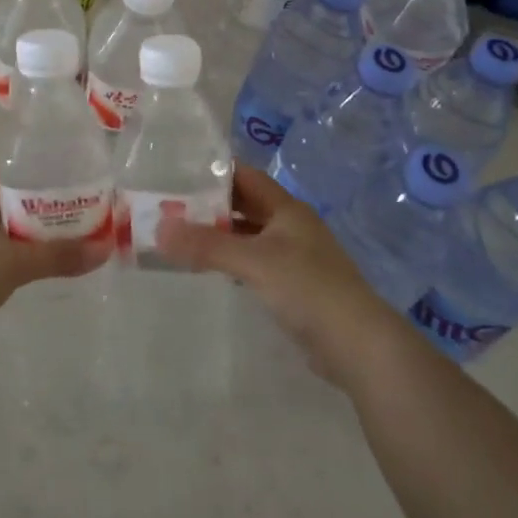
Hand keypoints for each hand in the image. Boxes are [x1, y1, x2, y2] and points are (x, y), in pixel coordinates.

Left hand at [0, 167, 110, 332]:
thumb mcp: (14, 264)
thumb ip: (58, 256)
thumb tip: (105, 249)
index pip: (13, 171)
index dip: (43, 173)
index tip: (73, 181)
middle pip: (11, 200)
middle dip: (42, 207)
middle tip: (78, 214)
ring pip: (2, 228)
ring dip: (29, 233)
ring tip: (63, 241)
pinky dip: (13, 254)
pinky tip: (31, 267)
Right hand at [156, 165, 396, 385]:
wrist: (358, 345)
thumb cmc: (308, 289)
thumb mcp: (253, 261)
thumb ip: (207, 245)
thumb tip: (159, 229)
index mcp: (287, 209)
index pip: (246, 177)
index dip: (215, 172)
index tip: (179, 172)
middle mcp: (291, 226)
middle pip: (246, 205)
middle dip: (212, 205)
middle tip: (171, 207)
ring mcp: (295, 257)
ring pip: (250, 236)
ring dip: (221, 235)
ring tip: (182, 236)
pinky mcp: (294, 286)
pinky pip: (255, 262)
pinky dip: (233, 260)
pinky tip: (212, 269)